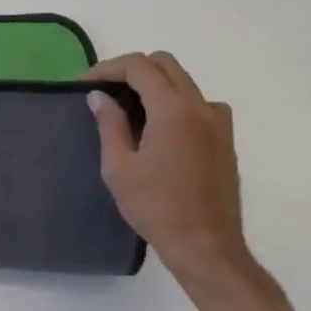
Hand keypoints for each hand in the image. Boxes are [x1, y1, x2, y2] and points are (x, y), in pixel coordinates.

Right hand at [87, 52, 251, 284]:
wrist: (206, 245)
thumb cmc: (156, 207)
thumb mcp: (119, 167)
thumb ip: (110, 124)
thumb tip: (99, 96)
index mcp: (173, 110)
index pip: (139, 66)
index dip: (108, 68)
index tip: (86, 85)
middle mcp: (201, 106)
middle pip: (165, 64)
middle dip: (131, 69)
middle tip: (105, 90)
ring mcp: (219, 121)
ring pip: (183, 81)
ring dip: (154, 84)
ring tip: (128, 108)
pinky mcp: (225, 138)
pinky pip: (198, 102)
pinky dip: (174, 101)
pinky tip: (157, 128)